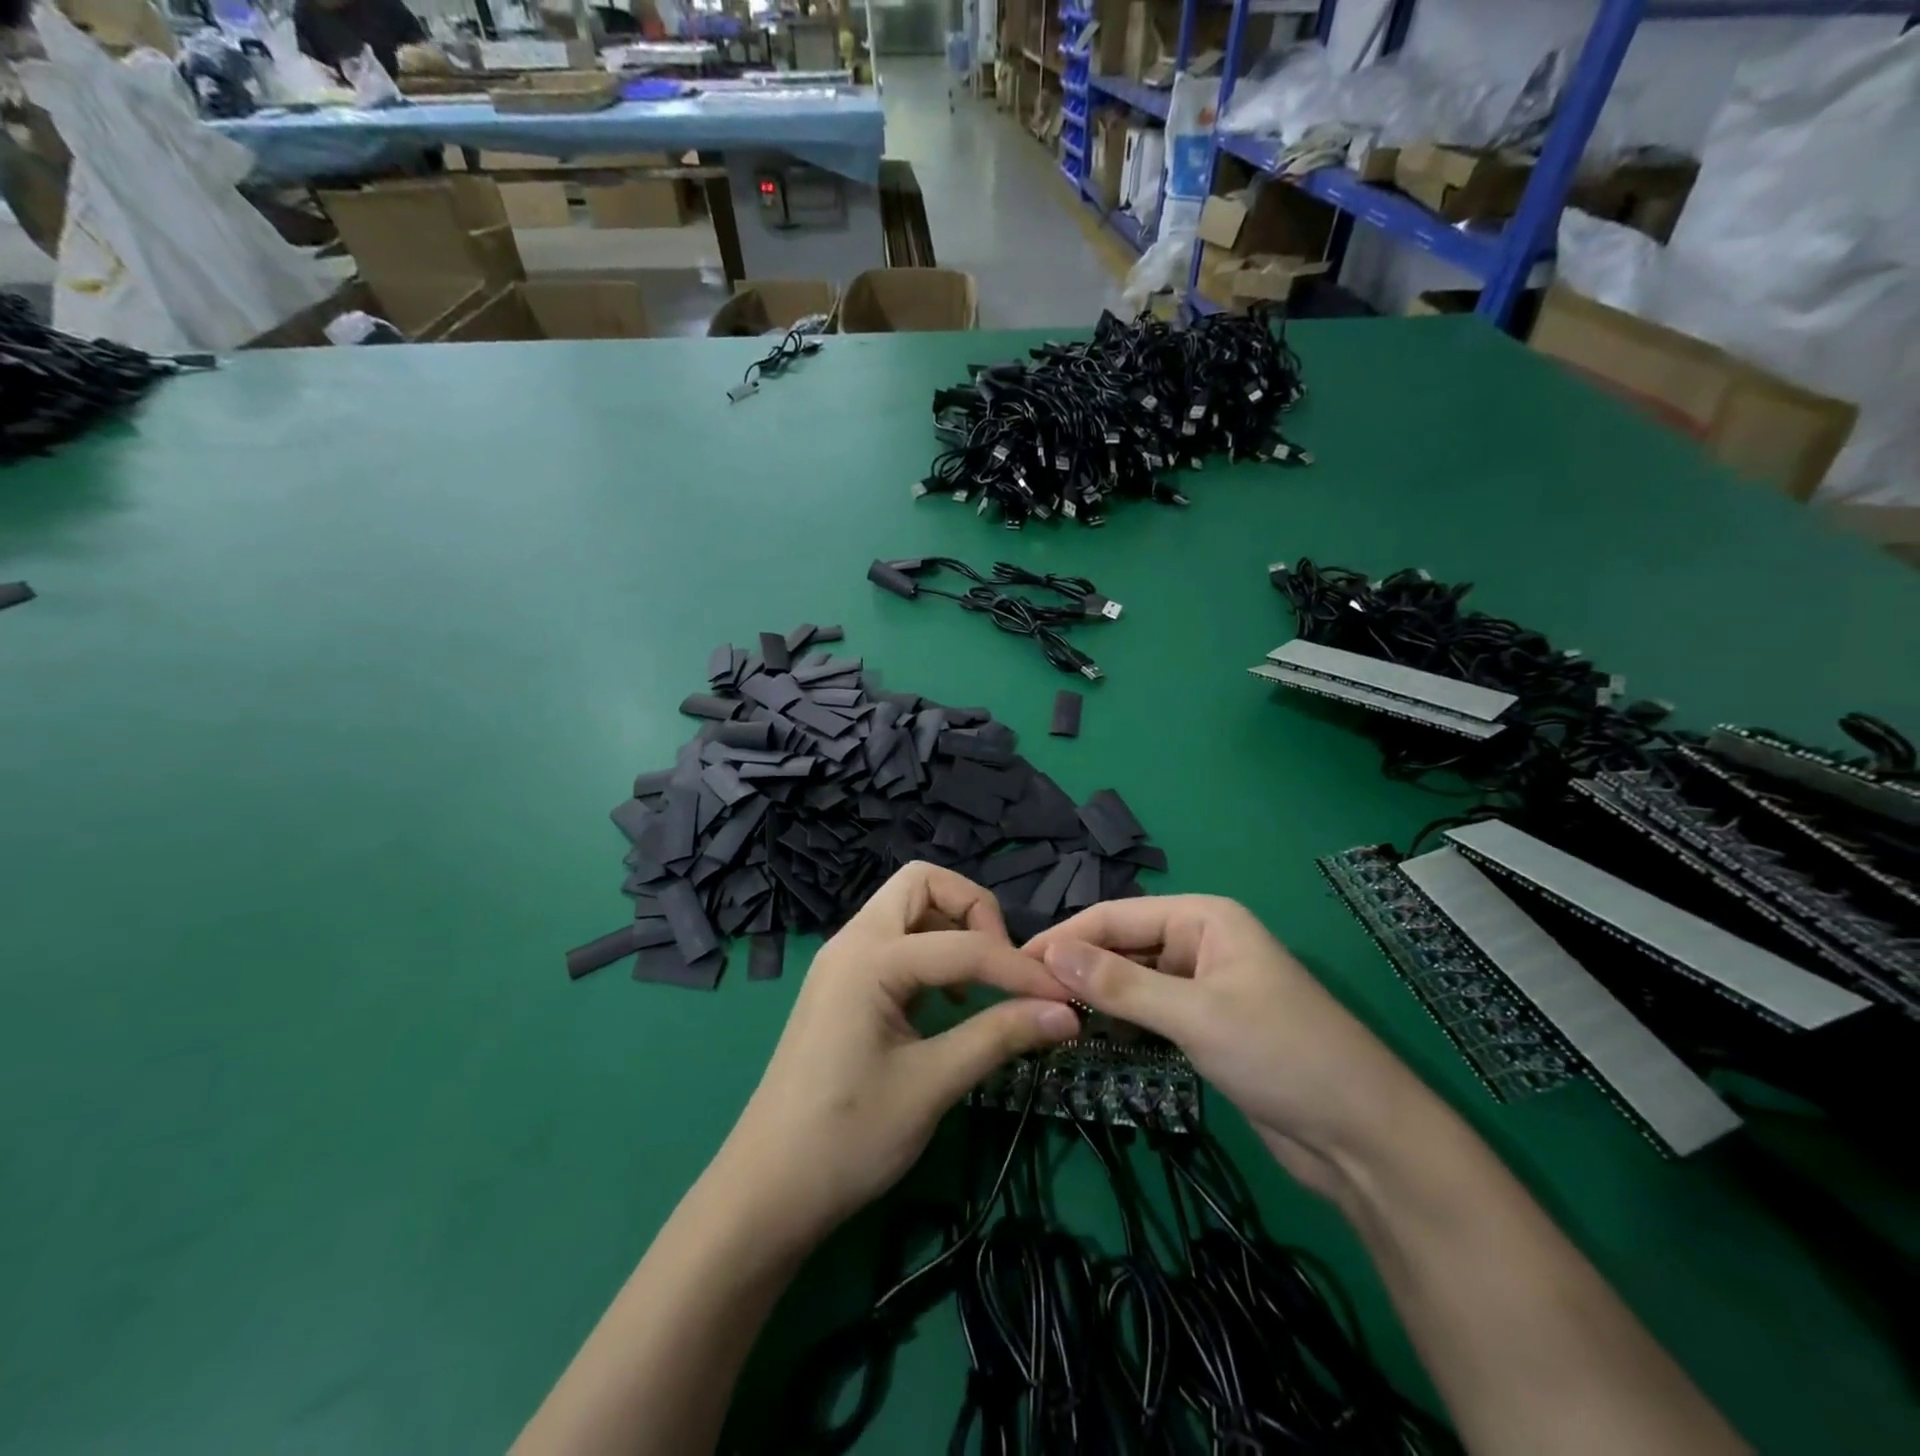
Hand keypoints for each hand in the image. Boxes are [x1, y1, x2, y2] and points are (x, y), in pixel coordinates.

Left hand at [715, 863, 1079, 1250]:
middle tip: (1001, 964)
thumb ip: (999, 1036)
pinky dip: (930, 952)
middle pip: (922, 884)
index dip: (1020, 969)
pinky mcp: (842, 985)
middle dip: (973, 910)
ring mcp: (843, 961)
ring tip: (979, 985)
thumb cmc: (846, 1138)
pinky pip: (895, 942)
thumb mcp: (931, 1085)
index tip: (1064, 999)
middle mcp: (852, 942)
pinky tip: (946, 1002)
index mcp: (869, 958)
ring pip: (907, 909)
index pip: (963, 944)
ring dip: (951, 929)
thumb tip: (1065, 1013)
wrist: (766, 1191)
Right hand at [1024, 896, 1427, 1197]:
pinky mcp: (1205, 1025)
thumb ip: (1121, 984)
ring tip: (1043, 1012)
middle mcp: (1199, 941)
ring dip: (1095, 994)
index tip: (1014, 963)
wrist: (1362, 1138)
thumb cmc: (1282, 1055)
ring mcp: (1203, 985)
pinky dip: (1119, 1018)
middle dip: (1077, 966)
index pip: (1117, 916)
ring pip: (1133, 978)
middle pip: (1122, 944)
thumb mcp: (1195, 1015)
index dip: (1066, 937)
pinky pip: (1149, 1009)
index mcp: (1202, 918)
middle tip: (1022, 995)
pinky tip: (1086, 1031)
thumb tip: (1050, 953)